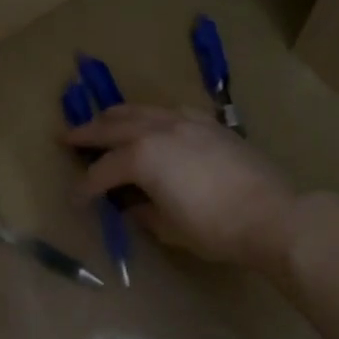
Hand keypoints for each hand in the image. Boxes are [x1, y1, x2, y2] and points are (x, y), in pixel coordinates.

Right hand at [63, 105, 304, 268]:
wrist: (272, 215)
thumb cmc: (214, 228)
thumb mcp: (168, 228)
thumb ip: (143, 212)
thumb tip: (132, 206)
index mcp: (142, 157)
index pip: (103, 171)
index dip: (85, 188)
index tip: (75, 201)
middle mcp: (159, 130)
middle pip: (114, 128)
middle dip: (87, 134)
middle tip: (66, 136)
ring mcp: (187, 122)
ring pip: (142, 111)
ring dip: (117, 116)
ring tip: (101, 119)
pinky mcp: (210, 125)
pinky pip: (171, 111)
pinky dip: (153, 115)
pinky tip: (152, 121)